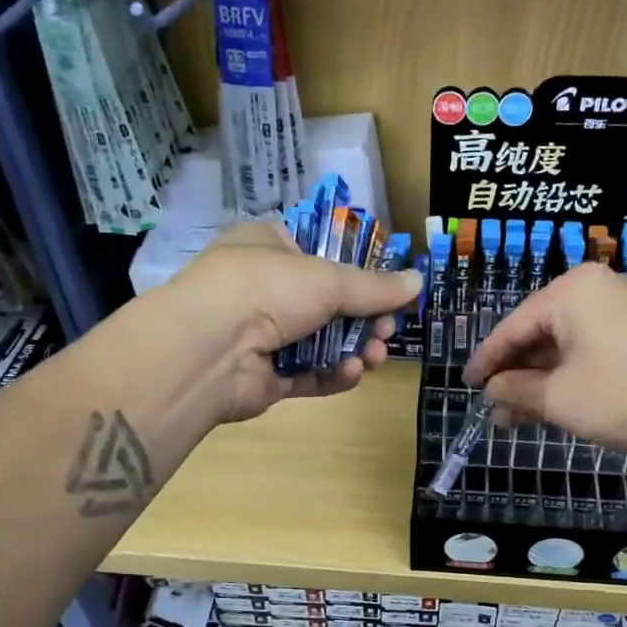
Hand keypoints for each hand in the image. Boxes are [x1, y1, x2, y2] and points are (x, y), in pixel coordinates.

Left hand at [162, 221, 422, 421]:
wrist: (208, 349)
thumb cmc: (266, 289)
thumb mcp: (328, 279)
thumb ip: (375, 287)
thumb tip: (418, 281)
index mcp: (270, 248)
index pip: (321, 253)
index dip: (358, 272)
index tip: (390, 289)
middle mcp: (265, 289)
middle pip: (328, 304)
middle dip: (365, 319)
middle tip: (388, 330)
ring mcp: (263, 336)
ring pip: (322, 343)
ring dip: (354, 348)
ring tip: (376, 356)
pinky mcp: (266, 378)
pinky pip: (308, 375)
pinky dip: (332, 375)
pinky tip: (352, 373)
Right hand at [464, 262, 626, 460]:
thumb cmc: (621, 395)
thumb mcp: (556, 396)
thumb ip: (514, 389)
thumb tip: (491, 389)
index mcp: (572, 291)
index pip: (514, 326)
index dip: (487, 359)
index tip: (467, 384)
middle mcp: (598, 289)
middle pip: (540, 333)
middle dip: (515, 373)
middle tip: (494, 406)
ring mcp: (624, 309)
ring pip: (566, 345)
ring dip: (540, 380)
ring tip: (517, 415)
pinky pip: (590, 349)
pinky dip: (568, 375)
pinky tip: (552, 403)